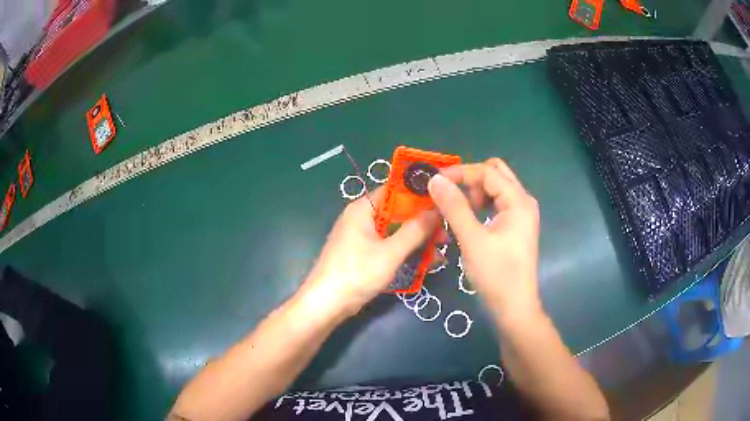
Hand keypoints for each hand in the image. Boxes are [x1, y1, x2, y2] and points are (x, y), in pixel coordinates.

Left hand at [301, 187, 439, 316]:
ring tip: (441, 250)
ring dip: (416, 240)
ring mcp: (361, 237)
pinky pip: (388, 246)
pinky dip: (405, 252)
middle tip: (445, 234)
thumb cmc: (357, 273)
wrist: (326, 305)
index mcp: (363, 209)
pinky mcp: (363, 255)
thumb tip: (436, 210)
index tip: (442, 202)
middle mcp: (361, 218)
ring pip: (395, 232)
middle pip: (397, 212)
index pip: (395, 190)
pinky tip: (425, 262)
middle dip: (422, 223)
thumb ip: (415, 230)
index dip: (419, 194)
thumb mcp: (390, 252)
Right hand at [428, 158, 540, 322]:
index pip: (487, 172)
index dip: (460, 173)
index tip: (435, 182)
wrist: (514, 307)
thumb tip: (434, 180)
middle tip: (449, 195)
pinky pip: (497, 205)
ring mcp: (521, 215)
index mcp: (518, 201)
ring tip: (456, 211)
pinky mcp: (515, 227)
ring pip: (496, 189)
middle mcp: (523, 201)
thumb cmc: (496, 274)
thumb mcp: (472, 239)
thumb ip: (454, 207)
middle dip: (470, 180)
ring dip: (474, 192)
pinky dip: (480, 205)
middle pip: (495, 174)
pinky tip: (467, 219)